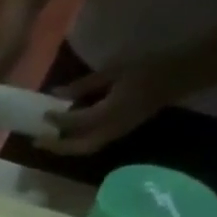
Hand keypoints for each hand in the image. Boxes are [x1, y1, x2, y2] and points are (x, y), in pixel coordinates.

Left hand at [38, 64, 174, 154]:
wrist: (179, 75)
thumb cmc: (147, 67)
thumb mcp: (113, 70)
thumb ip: (84, 84)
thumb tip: (56, 94)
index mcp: (110, 112)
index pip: (76, 123)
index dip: (57, 120)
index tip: (43, 114)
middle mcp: (112, 129)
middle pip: (79, 147)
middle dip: (57, 147)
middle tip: (37, 141)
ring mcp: (118, 133)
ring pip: (86, 149)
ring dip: (66, 148)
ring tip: (48, 141)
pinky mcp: (120, 132)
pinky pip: (95, 143)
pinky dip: (78, 143)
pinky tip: (67, 134)